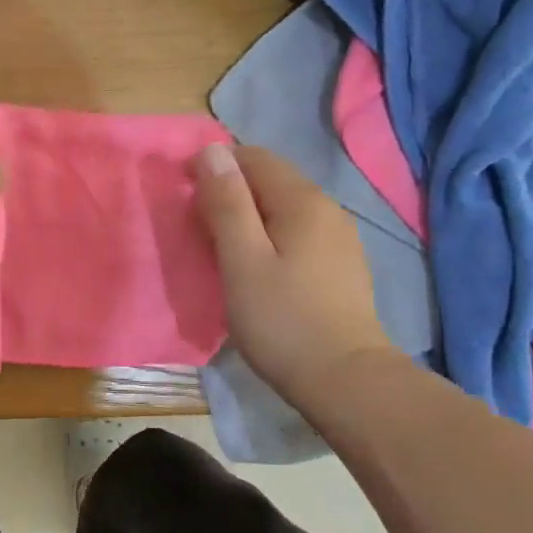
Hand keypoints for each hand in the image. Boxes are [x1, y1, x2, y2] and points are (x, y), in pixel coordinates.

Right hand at [195, 142, 402, 406]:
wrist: (346, 381)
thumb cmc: (283, 320)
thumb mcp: (241, 259)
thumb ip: (226, 202)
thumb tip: (212, 150)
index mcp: (302, 200)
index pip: (252, 157)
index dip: (214, 167)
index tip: (187, 199)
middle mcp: (326, 208)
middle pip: (269, 179)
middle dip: (230, 192)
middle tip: (200, 231)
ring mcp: (339, 237)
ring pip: (283, 207)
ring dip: (248, 216)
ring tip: (223, 250)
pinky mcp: (341, 265)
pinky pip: (296, 231)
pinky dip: (270, 237)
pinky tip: (259, 268)